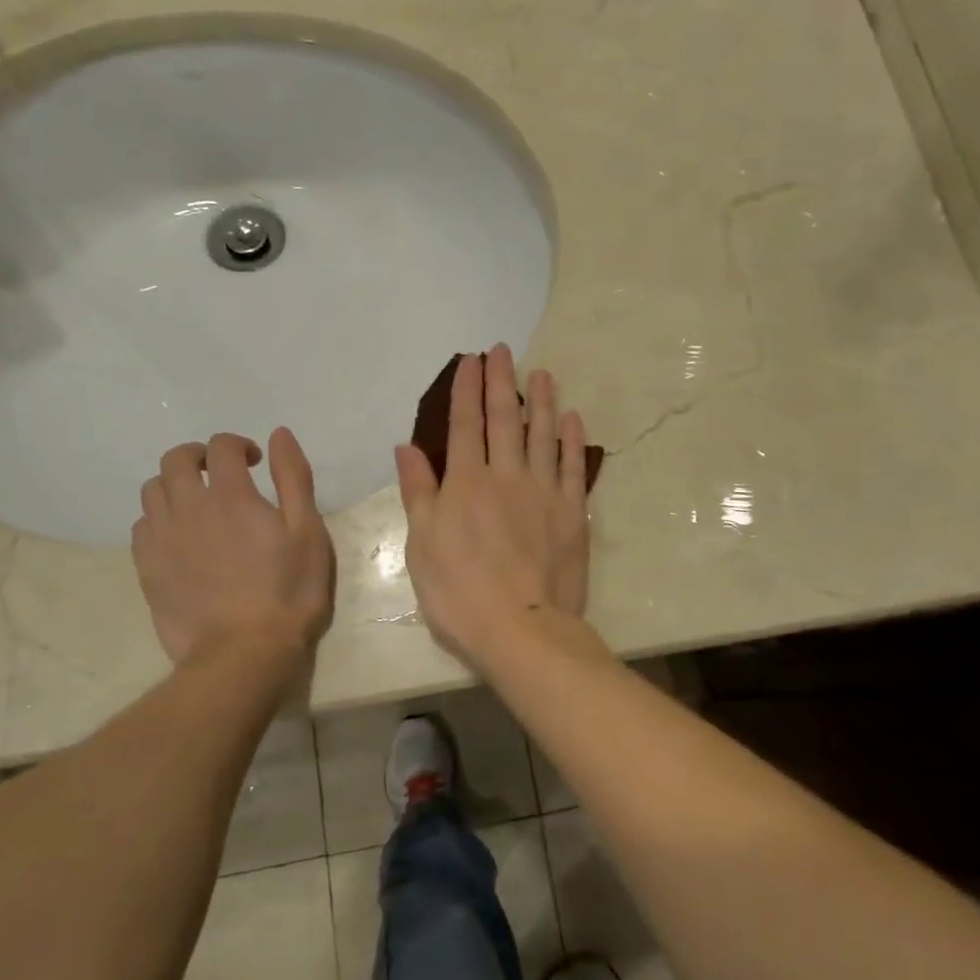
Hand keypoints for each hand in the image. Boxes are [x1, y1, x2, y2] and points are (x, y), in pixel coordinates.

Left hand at [133, 428, 334, 665]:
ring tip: (197, 503)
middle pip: (175, 460)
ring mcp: (162, 539)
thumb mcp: (308, 531)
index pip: (221, 447)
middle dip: (198, 456)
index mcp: (231, 496)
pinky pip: (141, 526)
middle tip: (221, 473)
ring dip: (174, 485)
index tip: (254, 461)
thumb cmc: (288, 591)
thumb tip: (278, 435)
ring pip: (152, 490)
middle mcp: (189, 508)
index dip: (238, 444)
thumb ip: (293, 478)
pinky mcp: (146, 568)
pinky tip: (179, 536)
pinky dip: (159, 518)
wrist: (243, 653)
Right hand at [395, 345, 591, 665]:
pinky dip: (572, 440)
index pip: (464, 425)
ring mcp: (543, 492)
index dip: (465, 390)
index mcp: (465, 484)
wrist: (522, 628)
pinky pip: (572, 466)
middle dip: (501, 381)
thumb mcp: (421, 546)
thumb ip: (418, 492)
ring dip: (542, 400)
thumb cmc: (460, 593)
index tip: (469, 360)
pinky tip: (572, 418)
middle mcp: (506, 476)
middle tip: (502, 351)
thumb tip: (407, 447)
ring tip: (541, 373)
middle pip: (504, 419)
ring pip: (543, 434)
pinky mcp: (572, 512)